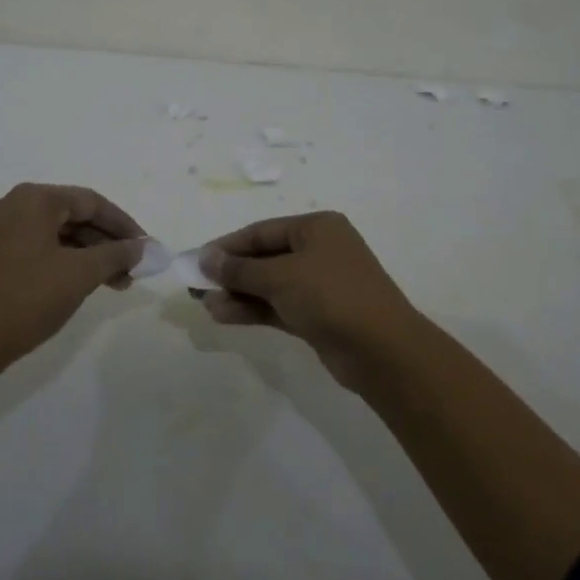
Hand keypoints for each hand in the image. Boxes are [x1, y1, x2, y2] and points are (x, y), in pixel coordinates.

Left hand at [0, 184, 144, 363]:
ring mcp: (5, 230)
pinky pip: (45, 248)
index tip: (146, 248)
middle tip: (134, 269)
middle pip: (76, 216)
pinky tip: (90, 283)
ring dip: (92, 255)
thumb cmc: (28, 297)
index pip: (91, 202)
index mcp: (35, 199)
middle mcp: (18, 206)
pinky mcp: (0, 254)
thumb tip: (141, 247)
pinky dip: (70, 262)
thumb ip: (115, 254)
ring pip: (61, 234)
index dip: (123, 225)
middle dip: (108, 242)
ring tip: (118, 283)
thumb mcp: (80, 273)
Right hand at [199, 212, 422, 386]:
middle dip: (231, 273)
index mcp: (317, 228)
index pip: (261, 232)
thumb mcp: (280, 277)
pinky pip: (278, 306)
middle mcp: (319, 251)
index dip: (227, 246)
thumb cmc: (331, 296)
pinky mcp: (319, 315)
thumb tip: (206, 257)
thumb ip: (240, 269)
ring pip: (270, 285)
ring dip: (238, 294)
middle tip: (197, 286)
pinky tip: (224, 316)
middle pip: (264, 258)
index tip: (196, 260)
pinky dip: (254, 310)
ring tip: (205, 305)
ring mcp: (320, 285)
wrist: (382, 351)